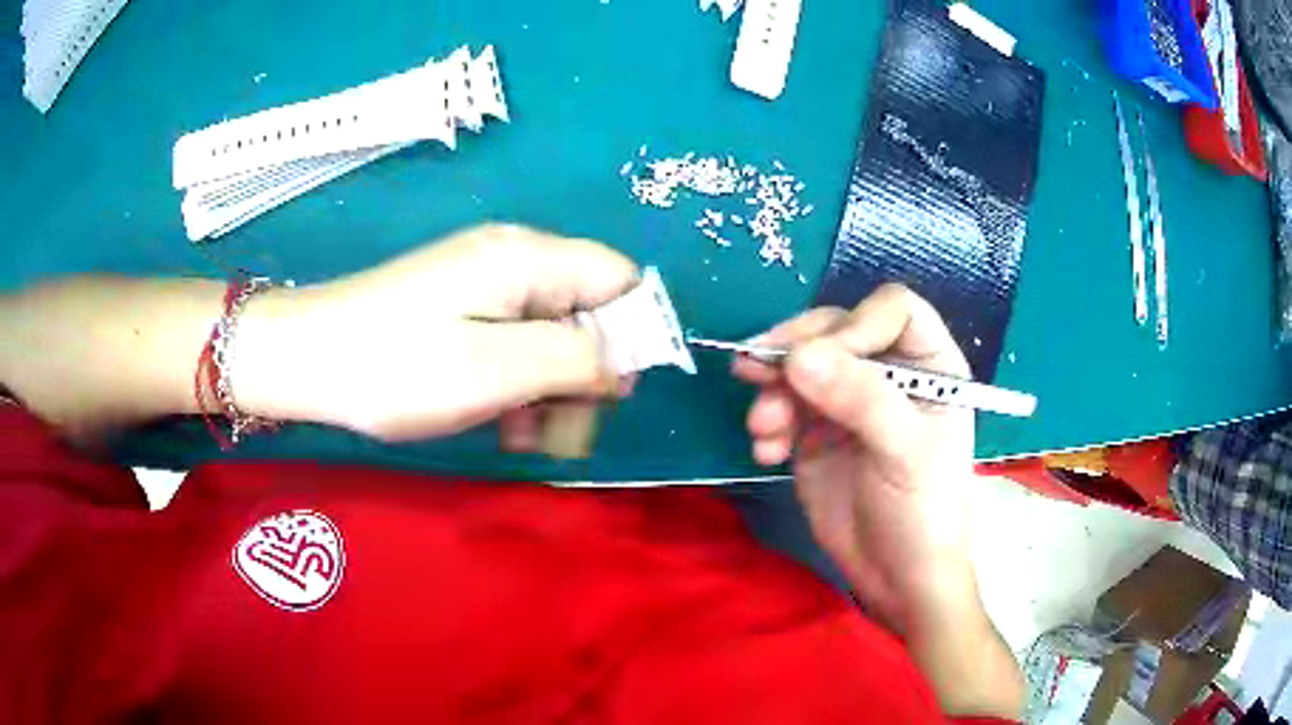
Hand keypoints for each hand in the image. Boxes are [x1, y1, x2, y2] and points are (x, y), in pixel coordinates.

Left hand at [235, 224, 637, 443]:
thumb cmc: (397, 366)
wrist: (305, 359)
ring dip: (551, 388)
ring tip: (523, 437)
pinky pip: (516, 341)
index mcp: (529, 259)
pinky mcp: (463, 307)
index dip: (632, 334)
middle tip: (563, 433)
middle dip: (586, 374)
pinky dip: (519, 383)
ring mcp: (485, 283)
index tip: (610, 395)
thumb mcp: (495, 369)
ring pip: (553, 334)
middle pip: (588, 310)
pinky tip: (501, 422)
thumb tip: (626, 361)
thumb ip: (576, 359)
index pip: (620, 280)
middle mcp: (515, 260)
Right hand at [734, 284, 973, 631]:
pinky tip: (766, 453)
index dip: (855, 323)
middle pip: (835, 330)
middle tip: (758, 373)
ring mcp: (848, 401)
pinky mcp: (816, 432)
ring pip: (801, 365)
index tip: (818, 358)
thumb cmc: (924, 512)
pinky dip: (767, 422)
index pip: (892, 311)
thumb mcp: (904, 453)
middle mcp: (887, 373)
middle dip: (795, 353)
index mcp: (928, 365)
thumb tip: (797, 357)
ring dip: (772, 389)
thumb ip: (859, 400)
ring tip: (763, 429)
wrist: (896, 578)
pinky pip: (782, 405)